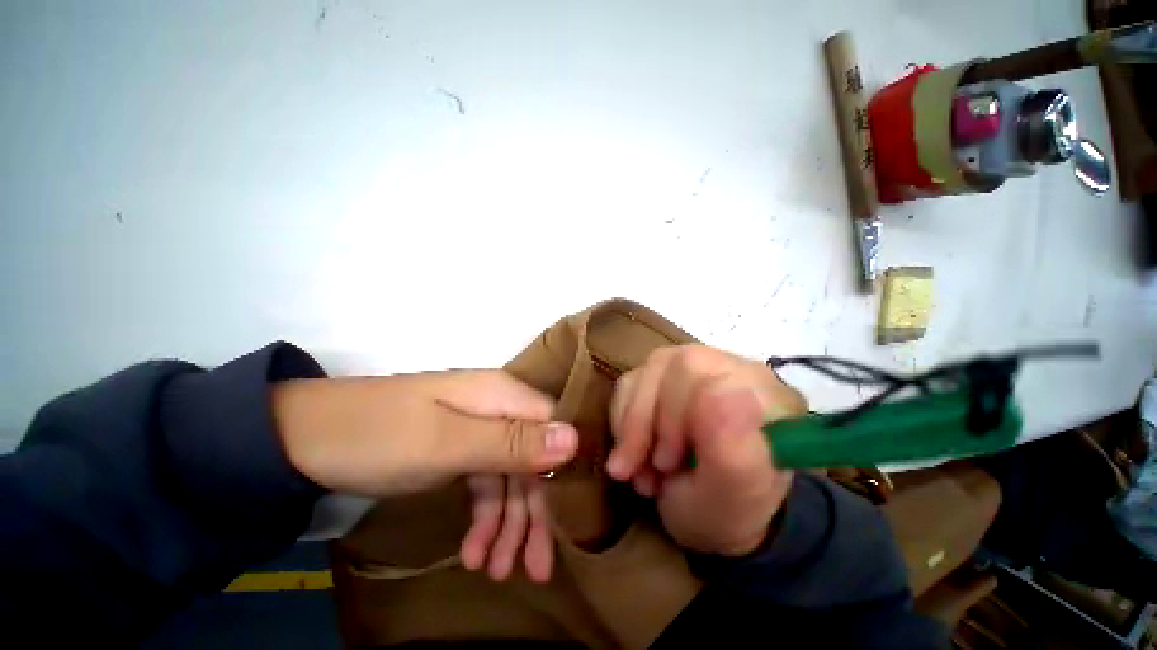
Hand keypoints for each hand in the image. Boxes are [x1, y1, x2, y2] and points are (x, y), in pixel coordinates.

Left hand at [272, 371, 577, 581]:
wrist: (299, 439)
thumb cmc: (379, 437)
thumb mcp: (447, 444)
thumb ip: (512, 442)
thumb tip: (576, 439)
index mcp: (502, 395)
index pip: (553, 429)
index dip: (563, 471)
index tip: (566, 524)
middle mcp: (497, 406)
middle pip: (533, 458)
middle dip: (535, 512)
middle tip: (536, 569)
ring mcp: (477, 427)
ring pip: (509, 474)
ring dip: (507, 523)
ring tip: (495, 572)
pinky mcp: (457, 447)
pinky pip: (484, 481)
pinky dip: (483, 516)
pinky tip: (472, 551)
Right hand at [607, 346, 805, 555]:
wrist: (713, 513)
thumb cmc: (731, 509)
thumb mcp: (734, 495)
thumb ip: (734, 449)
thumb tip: (725, 392)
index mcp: (755, 387)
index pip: (696, 369)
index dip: (670, 412)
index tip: (666, 465)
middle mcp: (722, 368)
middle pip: (664, 366)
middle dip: (645, 422)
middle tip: (650, 470)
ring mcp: (688, 372)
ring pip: (642, 375)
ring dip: (631, 427)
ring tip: (641, 471)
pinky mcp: (661, 380)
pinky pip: (628, 385)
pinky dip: (622, 423)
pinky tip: (635, 454)